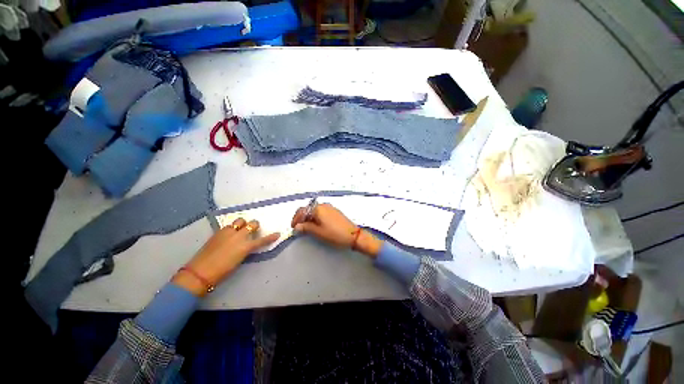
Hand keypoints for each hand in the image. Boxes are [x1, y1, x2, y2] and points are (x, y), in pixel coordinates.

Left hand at [173, 218, 279, 295]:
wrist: (200, 272)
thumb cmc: (222, 271)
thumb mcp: (239, 260)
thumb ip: (246, 249)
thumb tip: (248, 244)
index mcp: (245, 246)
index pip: (262, 240)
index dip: (271, 237)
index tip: (277, 234)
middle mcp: (238, 236)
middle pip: (252, 224)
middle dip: (254, 225)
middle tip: (253, 229)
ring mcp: (228, 232)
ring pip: (239, 221)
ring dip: (242, 224)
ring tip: (240, 229)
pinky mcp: (218, 232)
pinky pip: (229, 226)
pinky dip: (232, 228)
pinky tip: (229, 234)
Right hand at [291, 203, 381, 257]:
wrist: (353, 235)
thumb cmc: (335, 234)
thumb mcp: (318, 232)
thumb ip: (306, 228)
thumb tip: (297, 226)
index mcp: (318, 209)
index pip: (302, 210)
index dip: (296, 219)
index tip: (293, 227)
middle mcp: (324, 205)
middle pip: (308, 209)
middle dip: (302, 218)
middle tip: (299, 228)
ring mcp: (330, 208)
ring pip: (315, 211)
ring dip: (309, 218)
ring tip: (307, 228)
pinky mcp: (335, 212)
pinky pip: (322, 212)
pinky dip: (316, 218)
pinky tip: (317, 225)